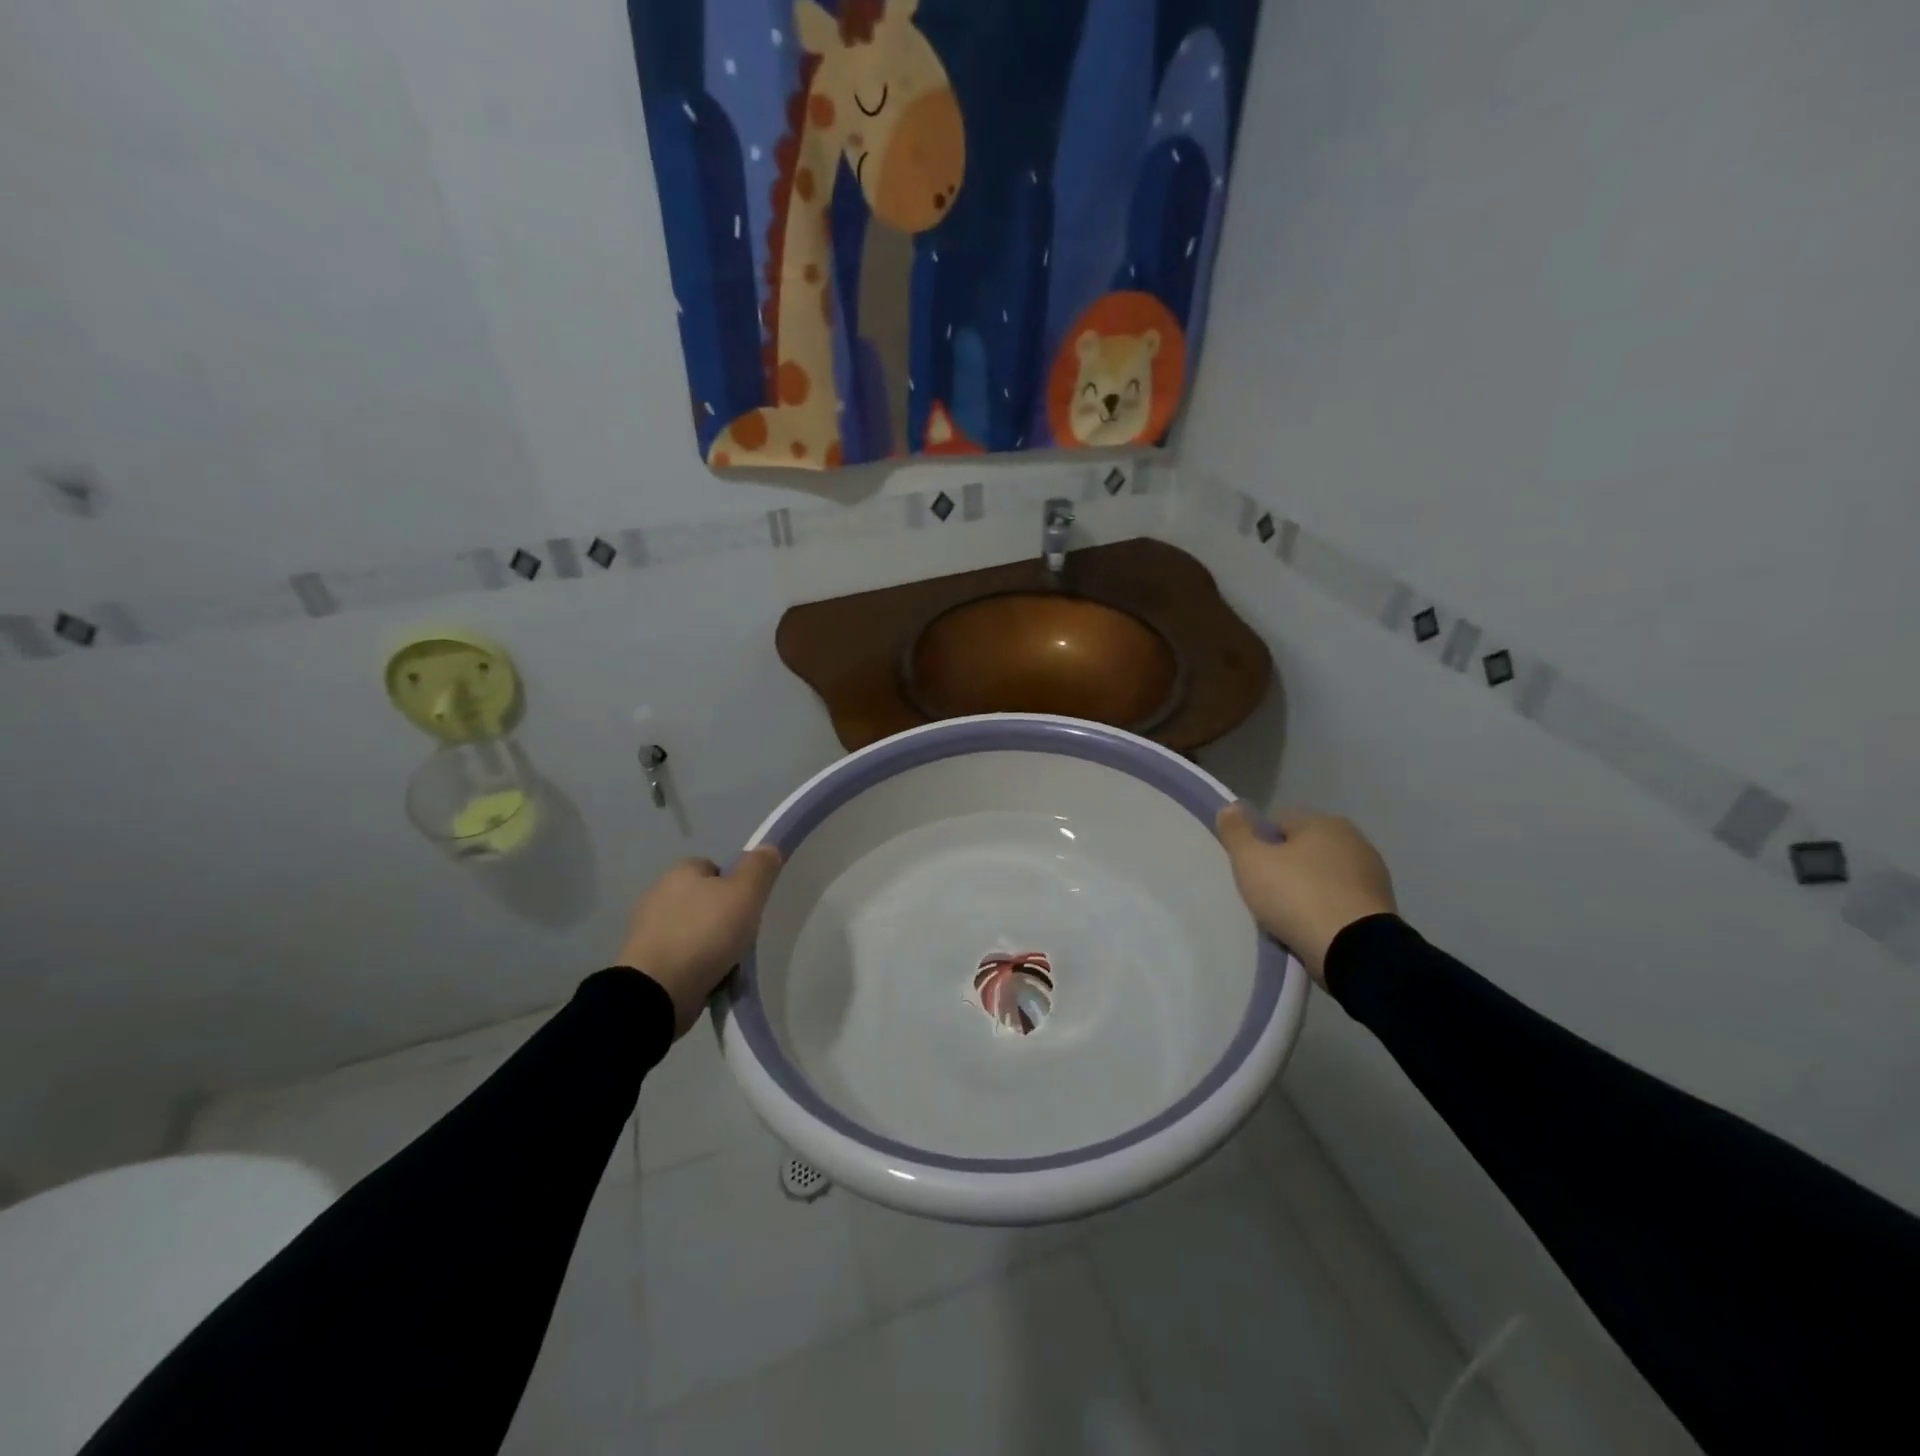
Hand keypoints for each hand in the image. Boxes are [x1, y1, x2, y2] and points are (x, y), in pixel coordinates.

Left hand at [618, 849, 782, 1037]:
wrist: (658, 991)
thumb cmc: (705, 933)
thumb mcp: (745, 893)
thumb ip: (760, 867)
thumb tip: (769, 847)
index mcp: (680, 872)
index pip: (715, 868)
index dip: (735, 885)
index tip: (748, 908)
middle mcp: (659, 894)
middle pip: (704, 900)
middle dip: (723, 917)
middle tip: (742, 936)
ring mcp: (648, 930)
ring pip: (693, 930)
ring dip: (709, 944)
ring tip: (728, 964)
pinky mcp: (644, 962)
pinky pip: (680, 957)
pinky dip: (694, 966)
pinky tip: (709, 979)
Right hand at [1215, 804, 1396, 985]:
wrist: (1354, 950)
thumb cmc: (1297, 895)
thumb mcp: (1251, 860)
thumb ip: (1235, 831)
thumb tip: (1230, 806)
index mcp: (1324, 822)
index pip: (1278, 823)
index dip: (1258, 844)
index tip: (1249, 870)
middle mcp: (1354, 840)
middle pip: (1303, 849)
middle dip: (1285, 867)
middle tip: (1264, 893)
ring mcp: (1373, 874)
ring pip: (1323, 876)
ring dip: (1307, 889)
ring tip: (1287, 916)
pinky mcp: (1381, 907)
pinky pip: (1340, 901)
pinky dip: (1326, 910)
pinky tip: (1312, 928)